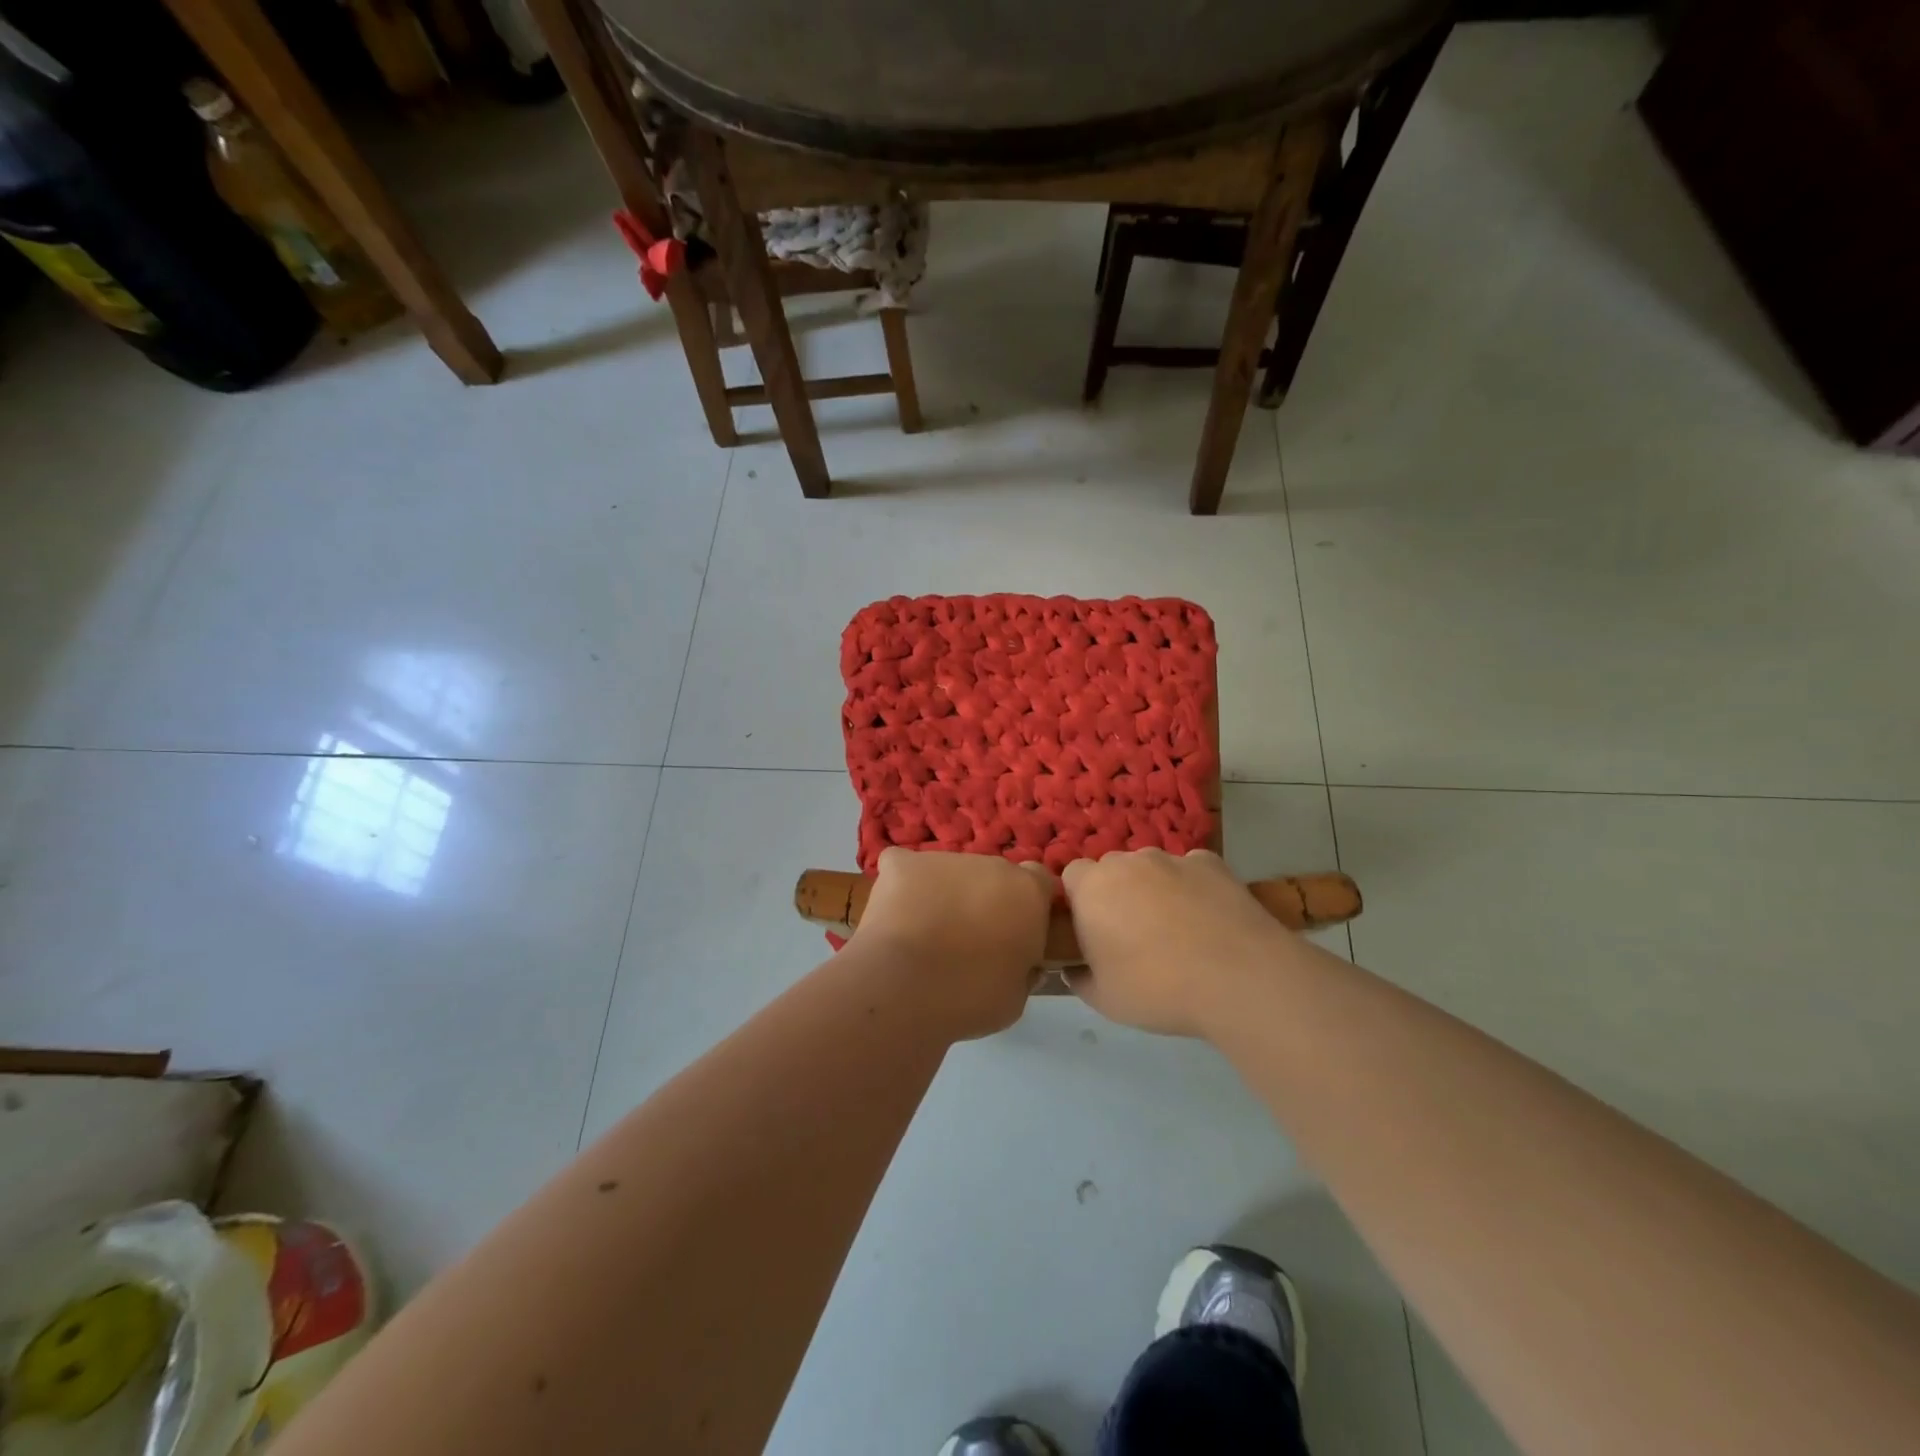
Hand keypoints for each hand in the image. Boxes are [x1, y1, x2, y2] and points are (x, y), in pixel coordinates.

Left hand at [848, 848, 1056, 1038]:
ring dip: (943, 894)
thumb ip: (1023, 967)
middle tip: (966, 939)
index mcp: (1027, 892)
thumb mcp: (1016, 996)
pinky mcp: (902, 863)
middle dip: (982, 899)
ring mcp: (944, 859)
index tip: (1014, 931)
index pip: (1037, 881)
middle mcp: (990, 864)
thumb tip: (1020, 962)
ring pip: (948, 872)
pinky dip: (901, 886)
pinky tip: (894, 914)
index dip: (1026, 904)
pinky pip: (904, 867)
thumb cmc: (969, 998)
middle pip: (991, 875)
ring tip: (922, 934)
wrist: (904, 988)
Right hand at [1062, 849, 1291, 1036]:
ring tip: (1177, 931)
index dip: (1080, 901)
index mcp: (1092, 887)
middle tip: (1132, 935)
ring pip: (1152, 869)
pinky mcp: (1211, 863)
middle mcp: (1128, 862)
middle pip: (1112, 869)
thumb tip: (1074, 968)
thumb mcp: (1103, 999)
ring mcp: (1172, 858)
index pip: (1072, 876)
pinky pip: (1190, 871)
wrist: (1239, 978)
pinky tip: (1208, 920)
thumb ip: (1079, 978)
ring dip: (1154, 890)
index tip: (1093, 931)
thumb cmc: (1157, 988)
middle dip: (1117, 893)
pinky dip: (1192, 888)